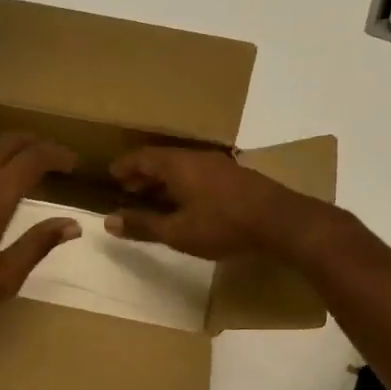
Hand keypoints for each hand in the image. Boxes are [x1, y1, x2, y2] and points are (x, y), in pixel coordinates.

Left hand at [0, 134, 81, 338]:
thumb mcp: (3, 277)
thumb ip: (39, 244)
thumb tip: (72, 224)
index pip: (34, 157)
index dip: (57, 154)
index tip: (71, 162)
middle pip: (8, 141)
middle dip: (33, 143)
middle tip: (50, 157)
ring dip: (4, 151)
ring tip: (17, 168)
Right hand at [106, 146, 331, 260]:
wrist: (280, 221)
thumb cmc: (223, 225)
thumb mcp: (177, 232)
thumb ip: (143, 225)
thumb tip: (110, 222)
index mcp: (178, 165)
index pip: (142, 157)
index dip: (125, 166)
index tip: (111, 176)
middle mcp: (197, 158)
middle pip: (162, 160)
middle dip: (142, 174)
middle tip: (128, 189)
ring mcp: (219, 165)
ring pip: (182, 167)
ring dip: (164, 180)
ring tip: (153, 198)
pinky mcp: (235, 177)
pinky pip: (198, 174)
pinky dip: (182, 184)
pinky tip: (186, 203)